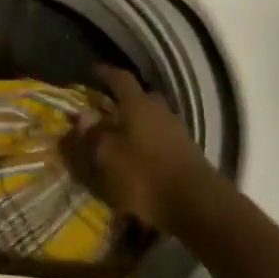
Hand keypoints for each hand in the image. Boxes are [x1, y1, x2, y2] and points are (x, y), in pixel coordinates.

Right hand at [65, 65, 217, 233]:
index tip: (92, 72)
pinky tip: (136, 159)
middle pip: (139, 98)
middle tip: (104, 110)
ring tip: (118, 139)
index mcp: (138, 104)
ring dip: (134, 125)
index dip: (105, 73)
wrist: (196, 204)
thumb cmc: (144, 175)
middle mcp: (159, 110)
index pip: (120, 78)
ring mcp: (176, 131)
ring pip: (151, 119)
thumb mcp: (107, 157)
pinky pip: (160, 138)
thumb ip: (92, 136)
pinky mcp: (186, 152)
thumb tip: (82, 116)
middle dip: (121, 101)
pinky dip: (145, 143)